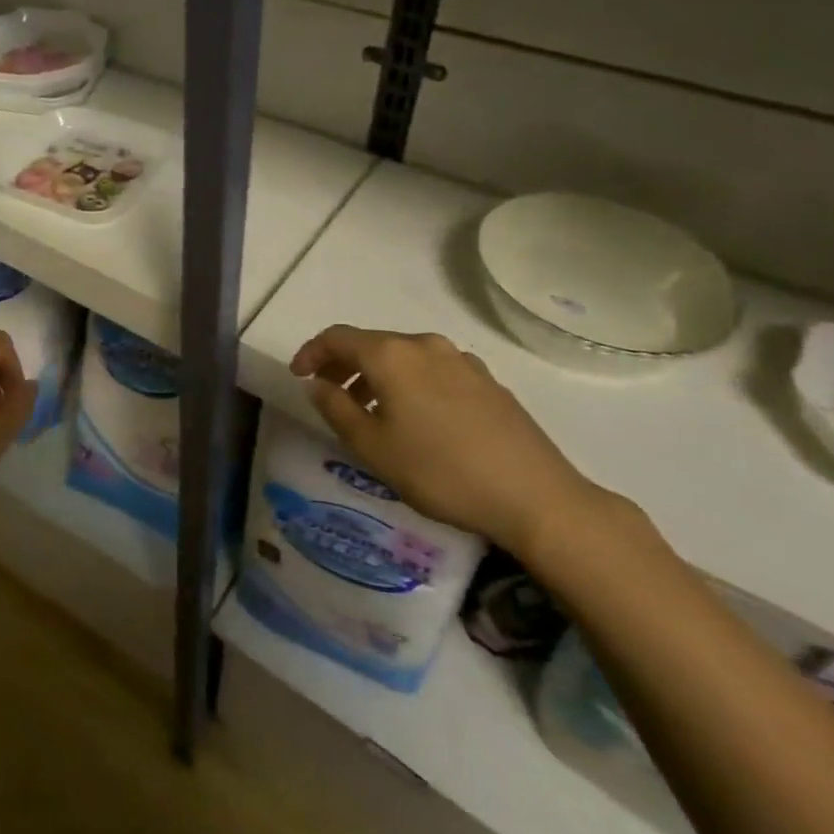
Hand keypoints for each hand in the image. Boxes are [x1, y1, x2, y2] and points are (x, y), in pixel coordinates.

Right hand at [289, 325, 601, 553]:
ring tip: (369, 410)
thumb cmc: (440, 471)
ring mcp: (461, 360)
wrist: (535, 496)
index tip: (298, 375)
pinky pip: (433, 370)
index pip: (337, 337)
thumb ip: (336, 408)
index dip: (311, 352)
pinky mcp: (487, 380)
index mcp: (392, 355)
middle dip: (343, 364)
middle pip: (371, 343)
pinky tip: (416, 417)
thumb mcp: (373, 447)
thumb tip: (317, 383)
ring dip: (377, 375)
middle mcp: (425, 346)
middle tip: (328, 393)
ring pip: (404, 357)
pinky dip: (409, 383)